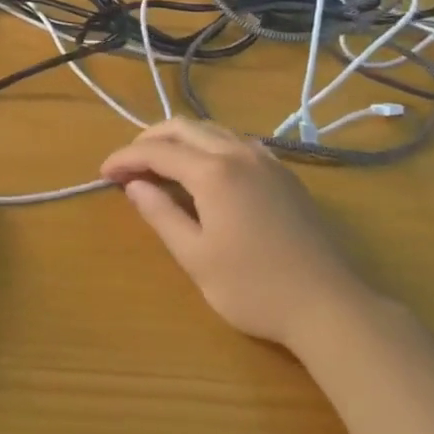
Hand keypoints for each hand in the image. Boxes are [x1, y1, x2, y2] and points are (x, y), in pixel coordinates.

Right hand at [101, 119, 370, 354]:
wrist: (330, 306)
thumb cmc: (254, 288)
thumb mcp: (196, 257)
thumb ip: (161, 215)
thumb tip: (134, 185)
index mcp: (213, 172)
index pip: (157, 151)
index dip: (125, 158)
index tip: (103, 173)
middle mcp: (238, 153)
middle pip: (184, 127)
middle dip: (149, 139)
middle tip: (127, 164)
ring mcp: (266, 160)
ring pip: (212, 129)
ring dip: (179, 139)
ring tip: (159, 165)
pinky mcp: (283, 173)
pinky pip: (235, 141)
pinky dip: (207, 145)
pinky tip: (203, 170)